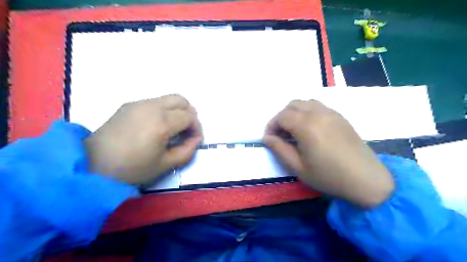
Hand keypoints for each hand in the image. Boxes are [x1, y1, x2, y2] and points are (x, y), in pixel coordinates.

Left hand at [85, 94, 200, 183]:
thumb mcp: (165, 164)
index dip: (196, 128)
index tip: (193, 140)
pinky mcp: (129, 105)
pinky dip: (164, 110)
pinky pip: (155, 102)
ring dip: (177, 111)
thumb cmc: (132, 168)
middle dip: (190, 114)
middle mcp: (152, 107)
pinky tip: (156, 126)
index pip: (190, 116)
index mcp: (162, 122)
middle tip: (186, 130)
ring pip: (168, 98)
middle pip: (181, 100)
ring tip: (172, 129)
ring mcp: (139, 103)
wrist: (93, 164)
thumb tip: (196, 139)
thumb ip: (187, 150)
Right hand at [262, 99, 392, 207]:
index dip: (271, 126)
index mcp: (307, 126)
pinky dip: (307, 112)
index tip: (269, 139)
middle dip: (281, 118)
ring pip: (305, 103)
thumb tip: (267, 138)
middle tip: (281, 135)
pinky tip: (310, 129)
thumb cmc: (329, 177)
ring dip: (294, 113)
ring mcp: (331, 113)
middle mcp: (319, 113)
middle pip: (292, 105)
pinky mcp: (340, 117)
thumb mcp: (298, 167)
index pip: (282, 116)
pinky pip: (318, 107)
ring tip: (294, 131)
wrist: (366, 180)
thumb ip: (279, 149)